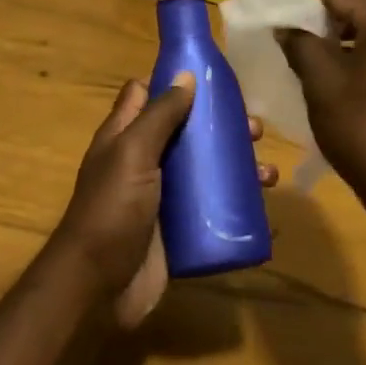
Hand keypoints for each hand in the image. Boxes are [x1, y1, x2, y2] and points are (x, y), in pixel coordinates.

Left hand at [49, 75, 275, 329]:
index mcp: (125, 135)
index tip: (211, 77)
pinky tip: (263, 206)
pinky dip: (237, 203)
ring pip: (205, 169)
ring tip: (267, 173)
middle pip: (186, 130)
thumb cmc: (112, 209)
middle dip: (221, 126)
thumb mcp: (133, 152)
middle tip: (255, 130)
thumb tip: (186, 75)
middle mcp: (144, 161)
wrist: (98, 290)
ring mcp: (163, 196)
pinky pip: (212, 208)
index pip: (146, 94)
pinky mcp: (179, 229)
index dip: (172, 81)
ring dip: (237, 166)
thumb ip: (159, 115)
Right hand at [277, 0, 365, 212]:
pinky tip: (334, 59)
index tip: (275, 3)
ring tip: (308, 37)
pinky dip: (358, 37)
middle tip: (293, 16)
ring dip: (343, 18)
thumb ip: (300, 42)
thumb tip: (284, 24)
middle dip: (327, 0)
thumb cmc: (363, 130)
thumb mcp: (321, 82)